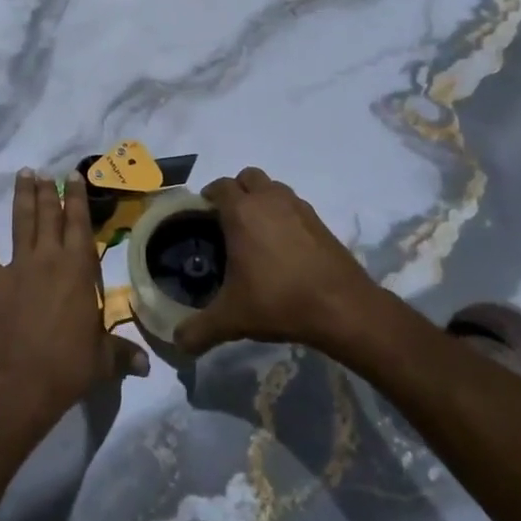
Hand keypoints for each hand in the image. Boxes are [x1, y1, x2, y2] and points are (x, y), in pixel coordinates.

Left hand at [0, 167, 148, 433]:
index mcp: (78, 270)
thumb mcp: (104, 360)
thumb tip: (148, 366)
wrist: (21, 384)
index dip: (77, 199)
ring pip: (21, 223)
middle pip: (49, 217)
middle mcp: (49, 259)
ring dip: (21, 197)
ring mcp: (18, 268)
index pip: (80, 224)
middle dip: (49, 192)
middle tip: (46, 172)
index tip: (74, 176)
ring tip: (23, 174)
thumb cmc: (68, 367)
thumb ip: (123, 354)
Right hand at [174, 167, 387, 355]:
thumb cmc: (278, 301)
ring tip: (255, 230)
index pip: (219, 186)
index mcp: (241, 212)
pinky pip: (294, 205)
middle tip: (227, 219)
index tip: (202, 214)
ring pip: (274, 188)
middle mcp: (269, 200)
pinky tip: (282, 246)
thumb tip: (177, 343)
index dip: (208, 196)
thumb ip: (198, 330)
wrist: (342, 307)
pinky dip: (284, 215)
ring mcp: (298, 207)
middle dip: (236, 191)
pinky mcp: (320, 221)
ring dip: (262, 199)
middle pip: (248, 177)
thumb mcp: (231, 320)